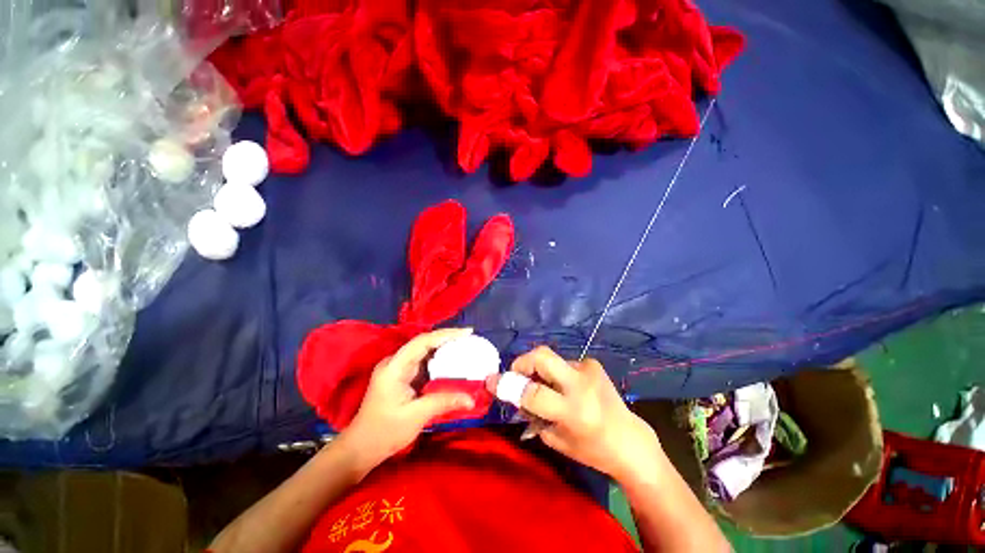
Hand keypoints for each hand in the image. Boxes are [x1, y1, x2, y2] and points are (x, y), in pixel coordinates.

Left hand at [342, 328, 476, 466]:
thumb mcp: (416, 416)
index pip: (422, 342)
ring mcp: (396, 368)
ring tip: (465, 346)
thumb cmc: (385, 432)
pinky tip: (451, 361)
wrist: (361, 448)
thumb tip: (471, 398)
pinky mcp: (400, 375)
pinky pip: (422, 361)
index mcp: (394, 367)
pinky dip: (438, 359)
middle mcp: (394, 362)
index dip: (446, 334)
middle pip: (423, 342)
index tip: (467, 333)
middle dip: (447, 338)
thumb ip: (444, 402)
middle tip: (470, 338)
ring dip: (444, 347)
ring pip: (423, 350)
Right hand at [486, 346, 661, 480]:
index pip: (532, 392)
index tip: (491, 381)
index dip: (507, 385)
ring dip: (541, 371)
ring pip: (552, 359)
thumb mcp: (555, 439)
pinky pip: (565, 363)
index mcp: (572, 411)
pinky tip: (566, 387)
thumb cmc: (591, 449)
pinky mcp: (593, 364)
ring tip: (547, 388)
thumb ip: (532, 414)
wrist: (629, 440)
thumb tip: (514, 393)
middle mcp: (580, 385)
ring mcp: (588, 370)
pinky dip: (558, 373)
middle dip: (522, 361)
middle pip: (541, 356)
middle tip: (517, 374)